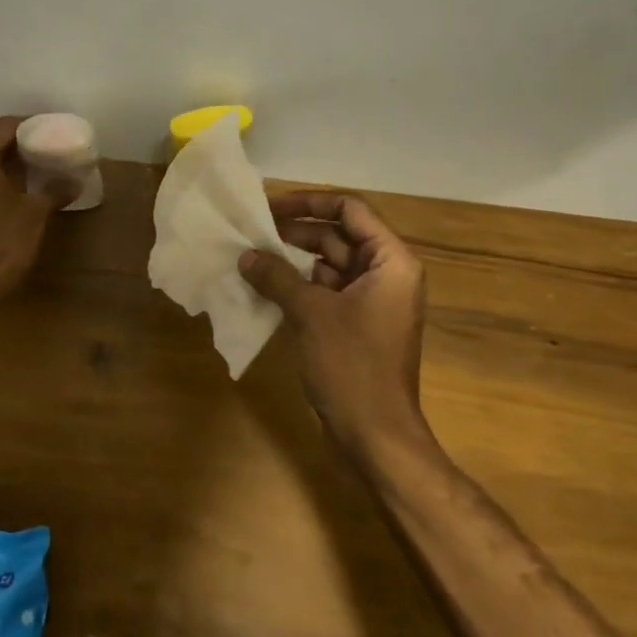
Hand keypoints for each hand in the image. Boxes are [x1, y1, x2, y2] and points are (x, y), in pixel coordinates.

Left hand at [0, 116, 73, 300]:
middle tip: (49, 148)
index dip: (29, 124)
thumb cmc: (2, 242)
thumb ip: (54, 191)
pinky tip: (21, 193)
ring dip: (10, 164)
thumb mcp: (35, 213)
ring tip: (39, 169)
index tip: (52, 128)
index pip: (4, 127)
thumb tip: (75, 180)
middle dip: (20, 144)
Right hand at [238, 193, 429, 458]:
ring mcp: (371, 302)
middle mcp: (385, 274)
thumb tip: (246, 256)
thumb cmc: (352, 365)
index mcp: (391, 261)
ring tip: (250, 256)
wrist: (375, 434)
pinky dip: (297, 287)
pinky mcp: (355, 325)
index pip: (350, 210)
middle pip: (338, 236)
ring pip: (328, 265)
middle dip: (295, 232)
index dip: (310, 202)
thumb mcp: (311, 313)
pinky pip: (325, 292)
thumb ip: (277, 277)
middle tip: (251, 231)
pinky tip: (263, 287)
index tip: (270, 206)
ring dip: (292, 261)